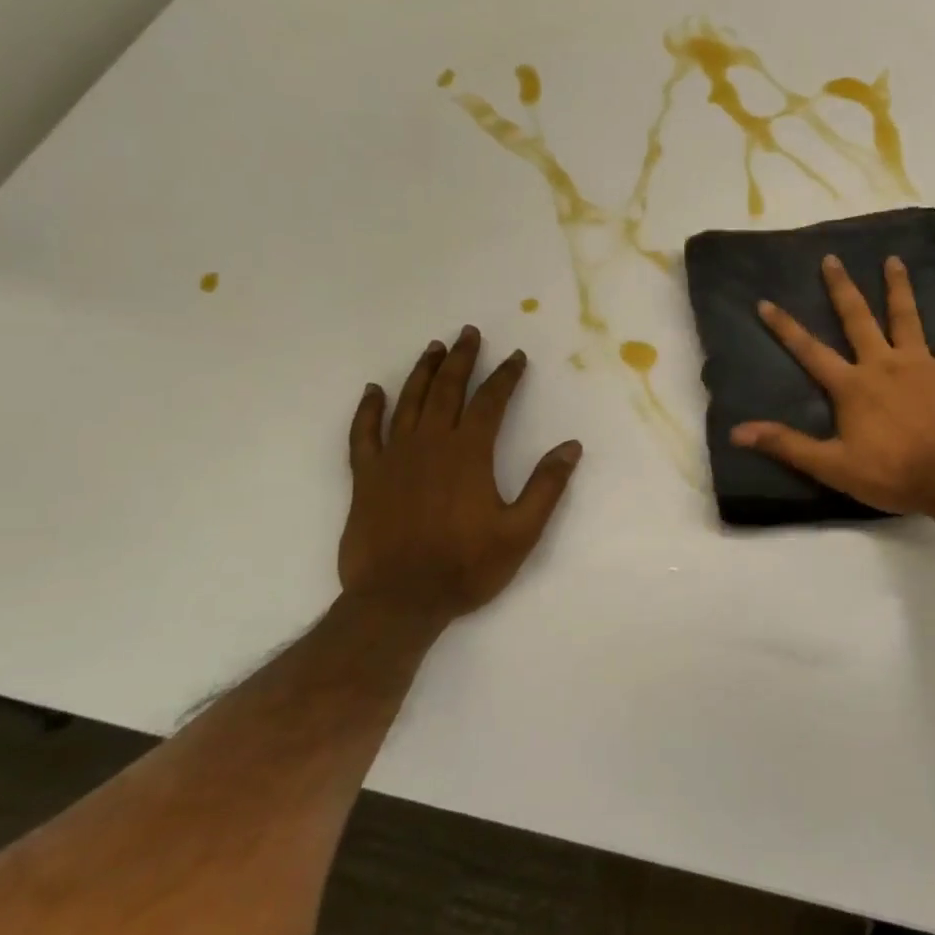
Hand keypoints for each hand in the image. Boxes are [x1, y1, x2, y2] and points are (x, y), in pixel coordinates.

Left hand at [339, 326, 581, 619]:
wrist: (398, 601)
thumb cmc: (465, 567)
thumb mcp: (521, 532)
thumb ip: (546, 486)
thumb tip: (570, 446)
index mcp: (469, 454)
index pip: (490, 402)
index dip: (505, 377)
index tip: (516, 357)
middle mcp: (430, 444)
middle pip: (447, 390)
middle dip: (462, 359)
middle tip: (469, 334)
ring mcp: (394, 458)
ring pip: (408, 402)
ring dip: (423, 372)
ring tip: (434, 348)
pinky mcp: (366, 477)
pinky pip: (363, 433)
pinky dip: (368, 409)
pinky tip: (374, 390)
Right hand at [732, 254, 934, 515]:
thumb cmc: (889, 473)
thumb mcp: (831, 466)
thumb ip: (787, 445)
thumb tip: (738, 432)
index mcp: (851, 385)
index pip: (809, 351)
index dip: (785, 327)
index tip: (766, 302)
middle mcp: (882, 364)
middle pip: (858, 319)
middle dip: (842, 288)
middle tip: (832, 259)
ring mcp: (920, 364)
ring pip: (906, 318)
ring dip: (899, 288)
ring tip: (893, 260)